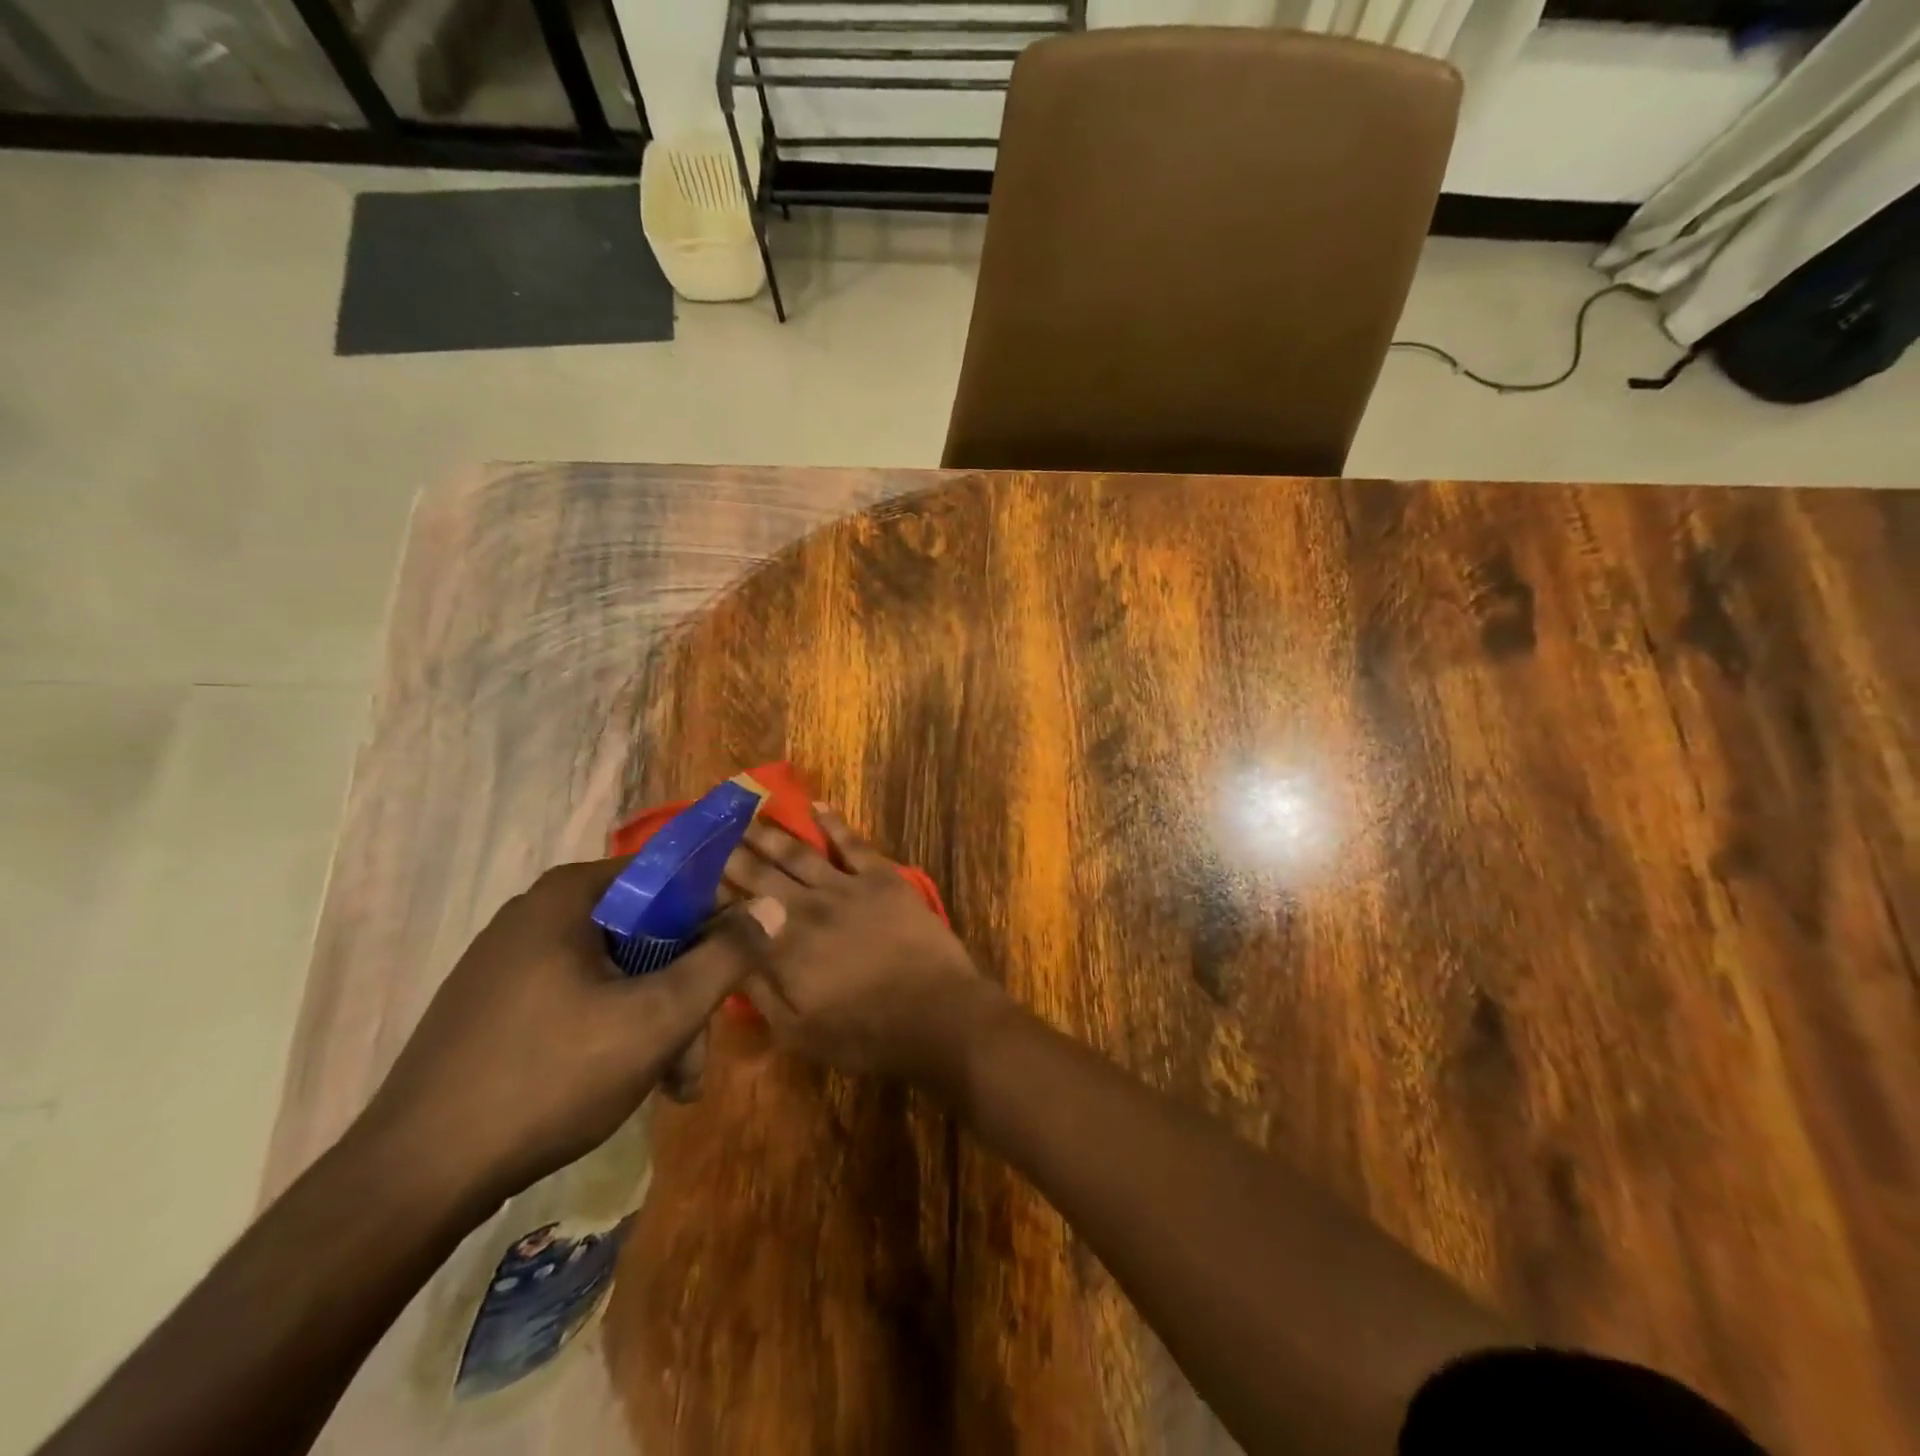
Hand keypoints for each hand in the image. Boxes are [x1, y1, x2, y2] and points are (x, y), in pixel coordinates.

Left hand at [359, 858, 782, 1209]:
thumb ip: (725, 958)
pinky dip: (613, 1029)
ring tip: (669, 1087)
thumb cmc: (548, 1079)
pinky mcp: (496, 1002)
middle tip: (694, 1062)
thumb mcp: (657, 1018)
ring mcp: (510, 958)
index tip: (729, 976)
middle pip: (646, 932)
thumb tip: (773, 906)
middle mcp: (539, 912)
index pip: (671, 878)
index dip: (713, 921)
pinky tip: (624, 1082)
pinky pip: (579, 994)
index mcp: (571, 895)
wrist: (411, 1181)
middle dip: (683, 993)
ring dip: (655, 1020)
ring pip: (617, 969)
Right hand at [722, 805, 1005, 1087]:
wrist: (937, 1014)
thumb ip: (758, 992)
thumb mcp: (798, 1032)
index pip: (735, 912)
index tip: (692, 872)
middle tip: (710, 832)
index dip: (712, 891)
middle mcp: (807, 908)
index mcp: (782, 948)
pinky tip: (816, 805)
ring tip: (747, 814)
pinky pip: (852, 843)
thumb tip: (724, 958)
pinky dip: (833, 822)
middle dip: (732, 853)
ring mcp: (847, 888)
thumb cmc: (865, 1034)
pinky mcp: (882, 878)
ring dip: (771, 832)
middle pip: (761, 874)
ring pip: (799, 853)